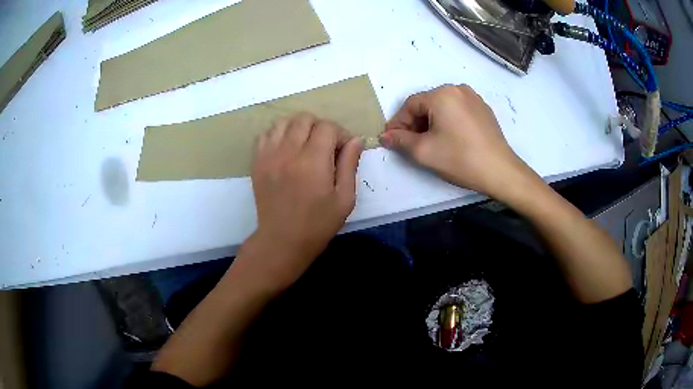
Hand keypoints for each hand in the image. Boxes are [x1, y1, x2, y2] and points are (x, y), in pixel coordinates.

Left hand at [237, 113, 363, 291]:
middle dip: (320, 127)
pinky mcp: (257, 162)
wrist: (282, 241)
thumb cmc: (318, 224)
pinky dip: (279, 134)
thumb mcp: (345, 199)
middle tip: (325, 147)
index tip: (343, 150)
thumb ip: (350, 165)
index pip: (327, 127)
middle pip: (304, 118)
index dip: (340, 134)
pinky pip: (266, 134)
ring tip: (305, 145)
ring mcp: (268, 156)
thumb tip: (356, 140)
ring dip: (298, 128)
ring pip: (283, 122)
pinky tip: (286, 149)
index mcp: (313, 162)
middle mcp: (288, 152)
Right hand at [381, 85, 532, 199]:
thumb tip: (385, 136)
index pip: (410, 105)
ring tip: (429, 143)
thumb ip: (400, 140)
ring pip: (442, 107)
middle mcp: (458, 89)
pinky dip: (448, 122)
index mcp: (442, 94)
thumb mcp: (424, 151)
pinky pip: (458, 111)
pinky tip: (449, 139)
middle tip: (409, 144)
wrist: (500, 171)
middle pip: (427, 104)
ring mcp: (473, 98)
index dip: (398, 123)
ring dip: (431, 123)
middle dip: (415, 123)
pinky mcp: (483, 109)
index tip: (391, 140)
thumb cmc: (460, 159)